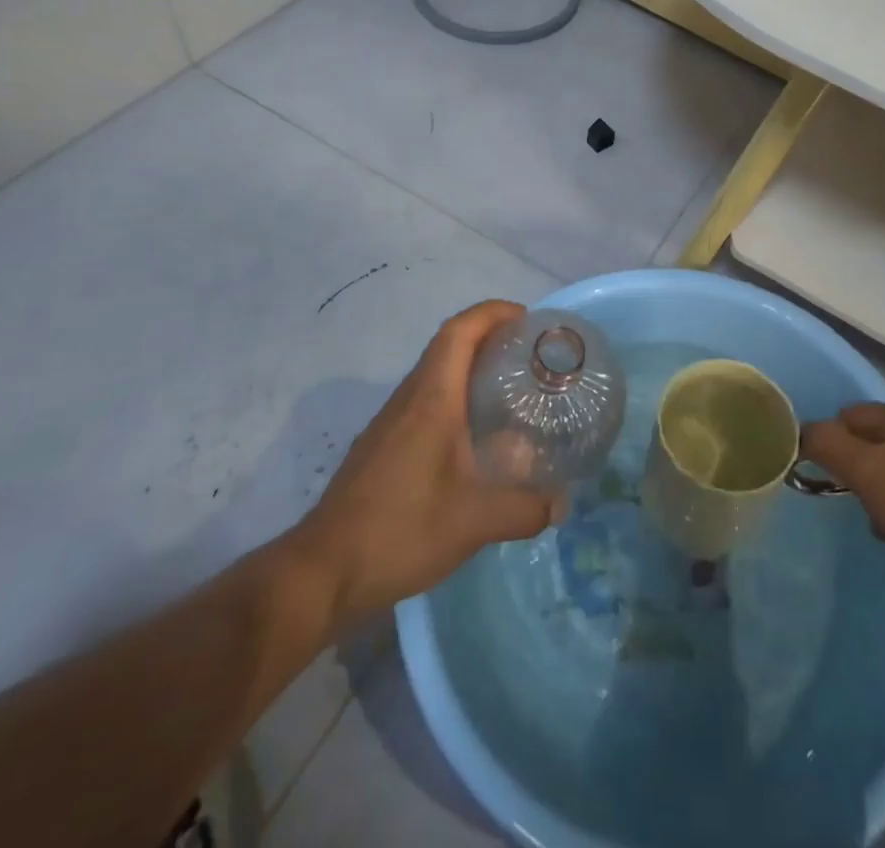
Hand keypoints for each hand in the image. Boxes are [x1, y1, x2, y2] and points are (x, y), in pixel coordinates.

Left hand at [291, 301, 564, 628]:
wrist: (323, 572)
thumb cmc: (401, 530)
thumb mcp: (475, 522)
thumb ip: (525, 509)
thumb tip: (562, 503)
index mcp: (432, 398)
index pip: (460, 331)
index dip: (493, 312)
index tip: (528, 319)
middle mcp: (409, 399)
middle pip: (449, 347)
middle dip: (490, 338)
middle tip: (530, 357)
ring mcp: (390, 423)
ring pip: (435, 376)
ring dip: (471, 370)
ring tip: (511, 393)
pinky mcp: (381, 447)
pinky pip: (424, 404)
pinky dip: (455, 401)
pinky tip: (474, 439)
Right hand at [800, 403, 884, 600]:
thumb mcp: (865, 469)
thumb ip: (827, 444)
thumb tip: (800, 433)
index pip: (847, 416)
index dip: (829, 440)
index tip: (821, 471)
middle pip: (865, 445)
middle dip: (852, 472)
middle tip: (848, 496)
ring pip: (883, 473)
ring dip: (872, 495)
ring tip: (875, 519)